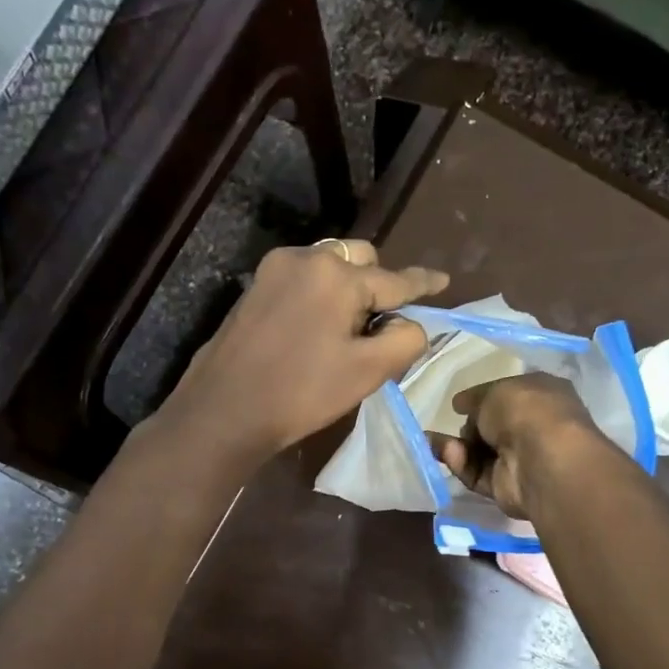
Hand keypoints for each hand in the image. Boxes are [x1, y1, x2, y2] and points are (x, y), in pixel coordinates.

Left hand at [159, 239, 447, 465]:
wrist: (224, 410)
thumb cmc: (301, 393)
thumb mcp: (367, 372)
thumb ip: (405, 340)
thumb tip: (411, 324)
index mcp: (337, 275)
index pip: (395, 279)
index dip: (423, 283)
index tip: (444, 281)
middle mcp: (306, 258)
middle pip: (361, 260)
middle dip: (378, 286)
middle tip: (381, 327)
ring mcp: (275, 270)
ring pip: (330, 266)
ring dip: (349, 289)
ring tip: (349, 331)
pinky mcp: (255, 287)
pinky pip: (304, 279)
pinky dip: (321, 294)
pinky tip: (318, 329)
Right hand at [432, 373, 607, 516]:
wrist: (540, 458)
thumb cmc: (525, 411)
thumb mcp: (494, 391)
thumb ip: (475, 398)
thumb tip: (461, 404)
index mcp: (543, 396)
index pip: (511, 397)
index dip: (485, 399)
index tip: (460, 403)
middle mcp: (535, 428)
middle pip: (493, 427)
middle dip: (470, 426)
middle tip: (452, 422)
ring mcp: (522, 460)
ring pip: (481, 453)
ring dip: (457, 445)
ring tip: (435, 440)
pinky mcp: (506, 487)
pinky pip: (477, 474)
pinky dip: (460, 464)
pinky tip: (447, 452)